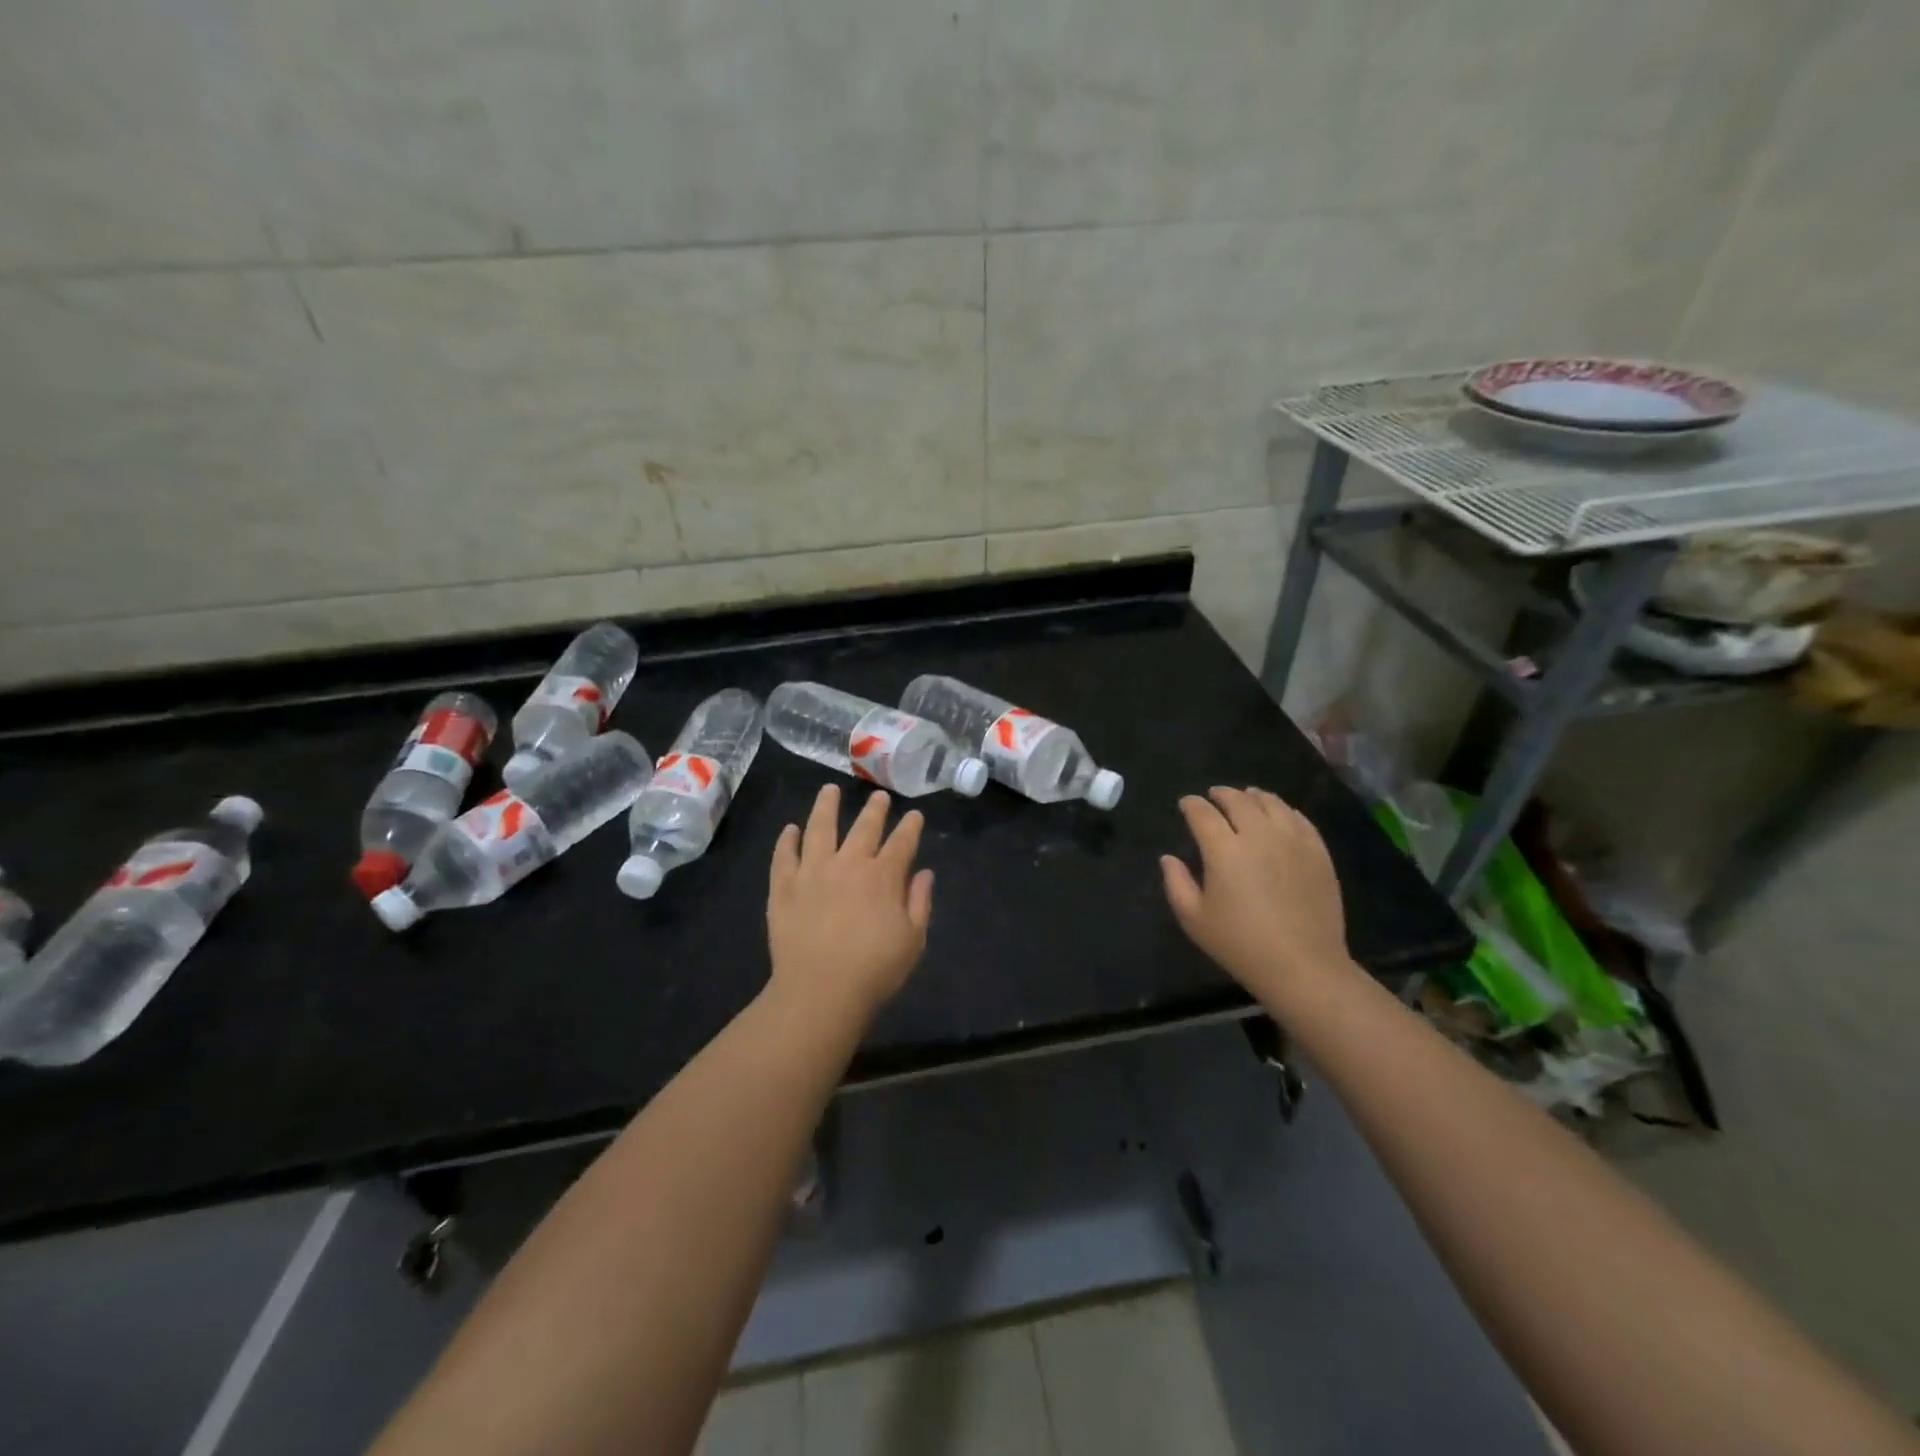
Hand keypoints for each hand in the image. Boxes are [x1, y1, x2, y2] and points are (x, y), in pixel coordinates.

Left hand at [767, 784, 933, 1020]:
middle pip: (863, 828)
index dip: (910, 826)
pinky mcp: (784, 887)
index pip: (901, 842)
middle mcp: (848, 864)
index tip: (914, 814)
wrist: (819, 991)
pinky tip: (790, 829)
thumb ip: (920, 902)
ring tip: (829, 790)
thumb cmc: (874, 970)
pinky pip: (784, 856)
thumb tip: (924, 873)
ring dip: (826, 807)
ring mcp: (812, 872)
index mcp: (883, 877)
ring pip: (819, 829)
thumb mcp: (913, 940)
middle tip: (878, 795)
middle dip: (874, 809)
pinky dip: (787, 841)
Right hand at [1161, 786, 1351, 1002]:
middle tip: (1213, 796)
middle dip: (1221, 794)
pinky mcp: (1318, 852)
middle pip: (1238, 801)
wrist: (1302, 965)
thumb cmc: (1240, 945)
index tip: (1186, 804)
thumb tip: (1168, 858)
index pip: (1203, 813)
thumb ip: (1176, 883)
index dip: (1191, 804)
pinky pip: (1300, 819)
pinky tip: (1280, 814)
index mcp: (1224, 850)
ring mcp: (1293, 841)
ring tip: (1247, 797)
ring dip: (1253, 796)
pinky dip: (1285, 810)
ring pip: (1271, 804)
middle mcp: (1258, 835)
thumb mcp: (1194, 919)